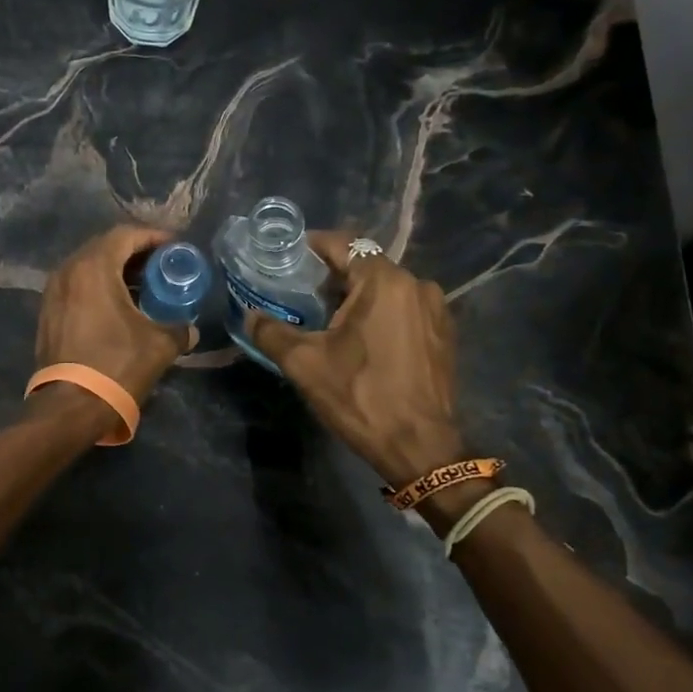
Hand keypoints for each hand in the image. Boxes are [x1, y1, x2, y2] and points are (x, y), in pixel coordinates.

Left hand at [37, 225, 191, 405]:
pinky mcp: (48, 313)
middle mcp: (67, 271)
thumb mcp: (159, 345)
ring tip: (144, 285)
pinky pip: (77, 286)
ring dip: (116, 270)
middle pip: (105, 247)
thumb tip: (189, 330)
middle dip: (135, 252)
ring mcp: (53, 292)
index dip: (153, 236)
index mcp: (93, 268)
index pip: (125, 235)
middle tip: (161, 264)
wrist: (70, 406)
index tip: (175, 247)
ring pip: (88, 267)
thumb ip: (179, 329)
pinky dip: (99, 286)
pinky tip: (119, 305)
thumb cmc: (117, 366)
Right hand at [245, 232, 464, 486]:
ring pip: (386, 287)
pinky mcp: (443, 333)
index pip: (343, 243)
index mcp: (384, 282)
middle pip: (365, 264)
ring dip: (356, 295)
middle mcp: (416, 284)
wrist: (421, 448)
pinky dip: (380, 312)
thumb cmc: (361, 397)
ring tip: (327, 317)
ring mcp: (435, 309)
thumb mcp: (305, 364)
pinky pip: (404, 308)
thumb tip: (249, 315)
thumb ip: (271, 332)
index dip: (311, 246)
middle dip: (331, 274)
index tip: (286, 258)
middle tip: (299, 292)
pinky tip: (362, 338)